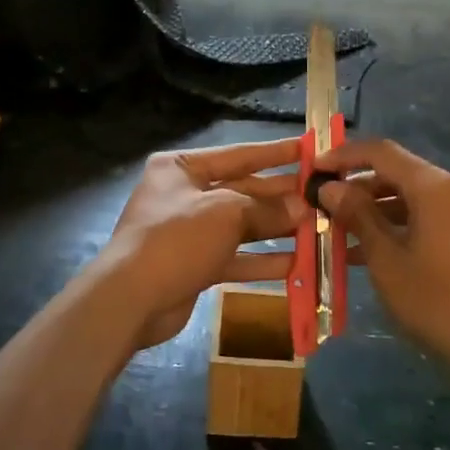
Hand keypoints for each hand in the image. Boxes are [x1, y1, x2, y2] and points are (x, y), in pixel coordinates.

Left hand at [96, 138, 305, 349]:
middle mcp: (184, 194)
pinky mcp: (194, 264)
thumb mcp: (226, 214)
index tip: (307, 150)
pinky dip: (260, 260)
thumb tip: (302, 209)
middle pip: (241, 191)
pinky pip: (234, 256)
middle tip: (318, 196)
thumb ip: (266, 210)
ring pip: (240, 226)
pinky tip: (294, 263)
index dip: (273, 153)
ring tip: (313, 230)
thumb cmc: (177, 239)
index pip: (237, 155)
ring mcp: (188, 232)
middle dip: (278, 196)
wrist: (130, 299)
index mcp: (182, 168)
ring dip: (275, 229)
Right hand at [315, 138, 449, 369]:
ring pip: (408, 199)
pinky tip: (366, 253)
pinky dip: (394, 227)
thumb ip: (358, 215)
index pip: (381, 152)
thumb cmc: (435, 299)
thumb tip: (331, 187)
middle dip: (357, 185)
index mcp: (432, 186)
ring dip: (372, 209)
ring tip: (336, 229)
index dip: (344, 155)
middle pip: (396, 173)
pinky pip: (423, 220)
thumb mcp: (386, 258)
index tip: (313, 167)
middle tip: (322, 202)